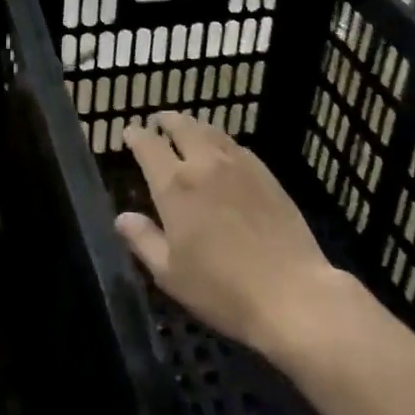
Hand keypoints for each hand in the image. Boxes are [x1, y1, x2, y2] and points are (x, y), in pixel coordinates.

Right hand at [118, 112, 341, 359]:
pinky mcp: (265, 173)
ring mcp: (238, 164)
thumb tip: (122, 217)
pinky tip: (221, 150)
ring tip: (187, 128)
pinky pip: (235, 145)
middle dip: (166, 120)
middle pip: (181, 126)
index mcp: (175, 185)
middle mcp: (204, 163)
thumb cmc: (222, 290)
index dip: (136, 135)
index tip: (129, 132)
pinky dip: (219, 140)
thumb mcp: (170, 274)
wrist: (292, 294)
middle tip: (159, 121)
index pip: (148, 146)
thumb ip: (143, 240)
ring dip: (193, 125)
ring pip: (210, 130)